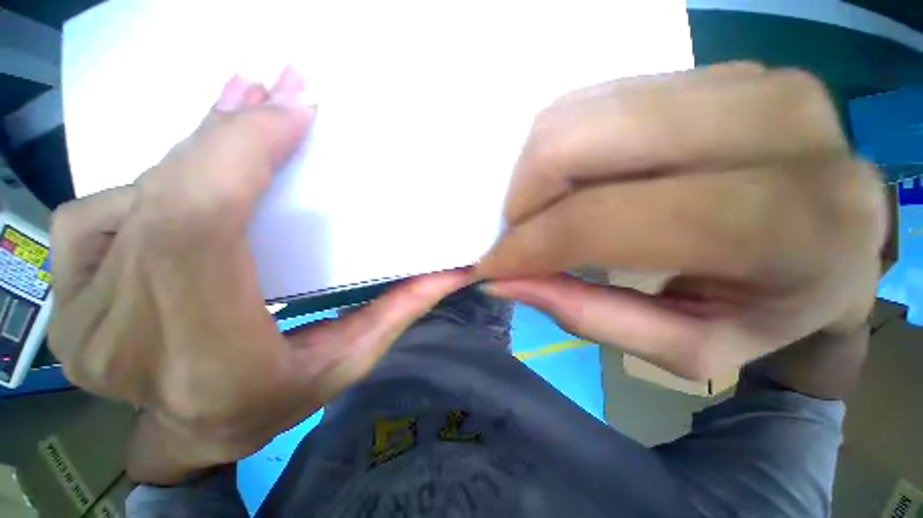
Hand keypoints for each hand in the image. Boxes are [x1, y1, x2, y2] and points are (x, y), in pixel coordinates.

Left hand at [49, 69, 470, 483]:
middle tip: (274, 91)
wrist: (196, 434)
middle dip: (225, 133)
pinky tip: (184, 173)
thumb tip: (450, 271)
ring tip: (240, 112)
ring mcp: (82, 317)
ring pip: (132, 198)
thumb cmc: (279, 402)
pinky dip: (146, 181)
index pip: (200, 227)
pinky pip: (98, 210)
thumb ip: (398, 309)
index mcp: (208, 357)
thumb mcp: (352, 358)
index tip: (291, 114)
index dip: (239, 153)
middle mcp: (127, 336)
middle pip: (166, 200)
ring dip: (194, 149)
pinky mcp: (68, 298)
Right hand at [478, 63, 885, 379]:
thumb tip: (506, 282)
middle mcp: (773, 126)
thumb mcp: (686, 348)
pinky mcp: (716, 68)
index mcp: (791, 223)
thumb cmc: (772, 314)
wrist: (832, 247)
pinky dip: (563, 147)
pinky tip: (574, 182)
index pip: (604, 220)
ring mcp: (744, 80)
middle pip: (579, 143)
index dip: (529, 246)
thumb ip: (587, 315)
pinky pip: (597, 98)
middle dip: (523, 199)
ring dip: (536, 173)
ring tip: (542, 213)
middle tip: (517, 236)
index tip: (490, 266)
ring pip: (578, 113)